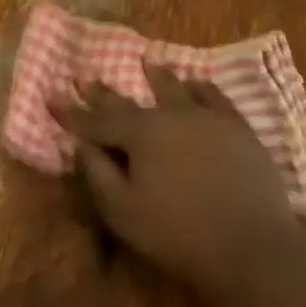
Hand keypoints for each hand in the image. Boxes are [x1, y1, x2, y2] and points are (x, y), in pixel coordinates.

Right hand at [53, 65, 297, 306]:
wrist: (253, 246)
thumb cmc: (179, 234)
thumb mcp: (124, 213)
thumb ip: (98, 174)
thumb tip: (81, 145)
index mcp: (139, 134)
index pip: (96, 121)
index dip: (72, 111)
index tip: (52, 95)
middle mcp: (169, 115)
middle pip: (130, 101)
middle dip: (104, 92)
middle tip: (86, 77)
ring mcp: (206, 118)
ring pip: (175, 89)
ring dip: (158, 76)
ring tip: (148, 60)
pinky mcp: (237, 128)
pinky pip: (215, 98)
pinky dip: (202, 88)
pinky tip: (197, 83)